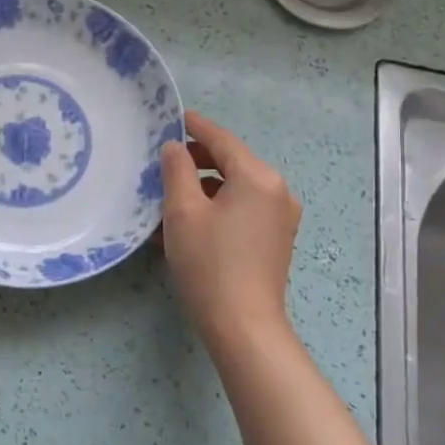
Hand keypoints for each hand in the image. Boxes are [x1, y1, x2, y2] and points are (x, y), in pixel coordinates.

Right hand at [160, 111, 301, 341]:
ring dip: (205, 187)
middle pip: (232, 162)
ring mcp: (281, 217)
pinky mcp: (277, 239)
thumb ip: (177, 170)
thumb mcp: (182, 211)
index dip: (195, 127)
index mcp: (258, 177)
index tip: (174, 118)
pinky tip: (191, 222)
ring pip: (237, 188)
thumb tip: (176, 148)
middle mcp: (277, 191)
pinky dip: (219, 207)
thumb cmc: (209, 263)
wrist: (243, 326)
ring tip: (170, 198)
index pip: (221, 140)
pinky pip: (244, 209)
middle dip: (197, 160)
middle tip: (163, 164)